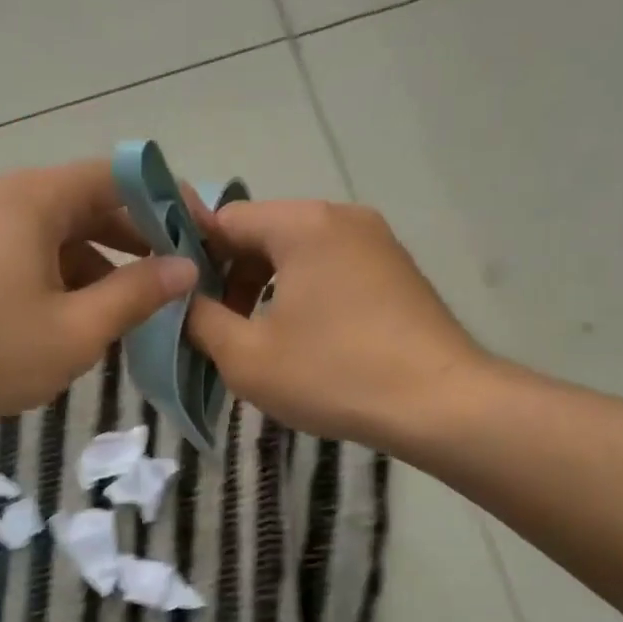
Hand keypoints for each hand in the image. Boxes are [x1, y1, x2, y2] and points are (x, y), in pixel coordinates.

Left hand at [0, 161, 199, 426]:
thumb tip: (184, 268)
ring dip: (99, 268)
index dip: (166, 203)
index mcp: (37, 199)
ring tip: (131, 313)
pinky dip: (62, 281)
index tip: (199, 237)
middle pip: (88, 206)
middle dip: (135, 243)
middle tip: (174, 280)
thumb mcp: (76, 329)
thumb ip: (136, 295)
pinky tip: (76, 323)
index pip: (118, 178)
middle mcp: (8, 199)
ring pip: (58, 236)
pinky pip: (29, 256)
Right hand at [186, 201, 489, 450]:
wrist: (441, 405)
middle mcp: (342, 217)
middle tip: (220, 328)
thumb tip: (181, 298)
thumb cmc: (334, 374)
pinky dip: (308, 295)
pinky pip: (335, 269)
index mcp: (302, 224)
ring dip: (269, 288)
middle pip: (265, 234)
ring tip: (262, 339)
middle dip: (233, 277)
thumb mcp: (246, 356)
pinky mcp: (399, 271)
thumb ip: (200, 320)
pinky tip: (309, 341)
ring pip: (301, 253)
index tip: (183, 300)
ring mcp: (378, 242)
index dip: (193, 257)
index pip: (225, 220)